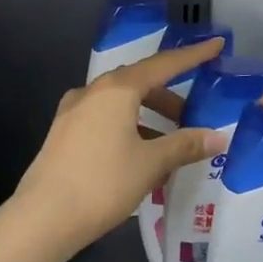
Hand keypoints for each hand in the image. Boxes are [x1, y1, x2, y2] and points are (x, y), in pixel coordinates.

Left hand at [11, 39, 228, 255]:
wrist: (44, 216)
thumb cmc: (103, 183)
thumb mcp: (151, 163)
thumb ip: (185, 145)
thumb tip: (219, 136)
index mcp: (116, 90)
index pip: (162, 65)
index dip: (192, 56)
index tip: (216, 45)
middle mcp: (92, 92)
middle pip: (138, 83)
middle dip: (167, 98)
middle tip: (192, 117)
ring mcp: (73, 113)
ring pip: (119, 104)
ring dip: (147, 117)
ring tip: (168, 145)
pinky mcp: (63, 134)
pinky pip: (103, 120)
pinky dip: (127, 128)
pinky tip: (138, 156)